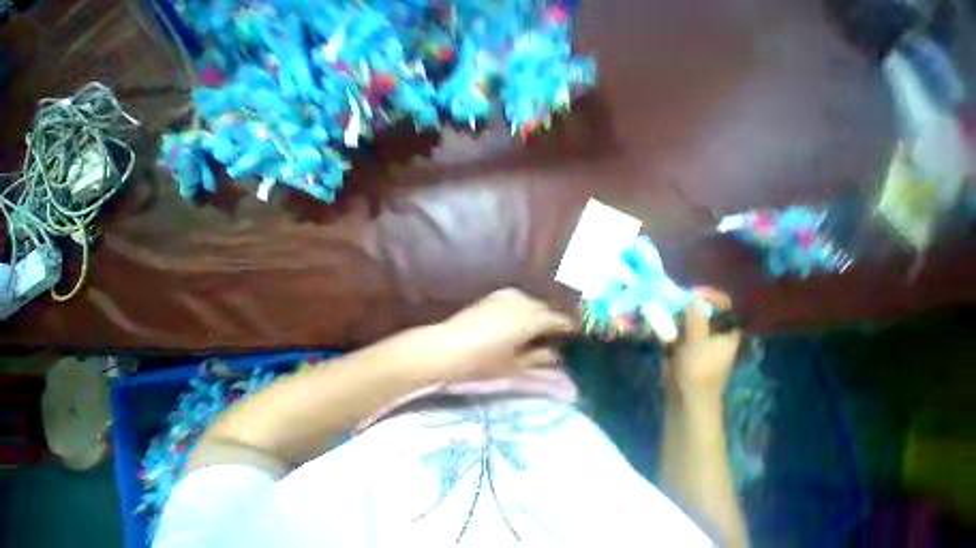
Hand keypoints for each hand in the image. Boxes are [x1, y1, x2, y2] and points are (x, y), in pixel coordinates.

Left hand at [422, 288, 576, 382]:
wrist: (446, 346)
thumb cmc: (482, 361)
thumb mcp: (514, 365)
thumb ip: (539, 359)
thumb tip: (558, 356)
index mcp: (531, 318)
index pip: (558, 319)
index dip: (569, 326)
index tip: (576, 332)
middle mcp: (522, 301)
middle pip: (545, 307)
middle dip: (554, 318)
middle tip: (559, 332)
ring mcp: (506, 296)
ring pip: (532, 301)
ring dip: (539, 312)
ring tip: (540, 326)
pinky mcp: (494, 296)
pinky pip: (518, 298)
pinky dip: (525, 307)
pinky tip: (521, 318)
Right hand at [662, 287, 741, 404]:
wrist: (686, 395)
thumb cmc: (698, 370)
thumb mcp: (697, 342)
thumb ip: (696, 319)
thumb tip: (695, 297)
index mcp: (725, 333)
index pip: (725, 307)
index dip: (711, 297)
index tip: (692, 292)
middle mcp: (712, 334)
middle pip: (703, 311)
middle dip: (687, 304)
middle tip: (672, 300)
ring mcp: (696, 340)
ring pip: (686, 319)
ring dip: (674, 314)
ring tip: (661, 310)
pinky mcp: (682, 345)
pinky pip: (675, 329)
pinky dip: (667, 325)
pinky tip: (658, 323)